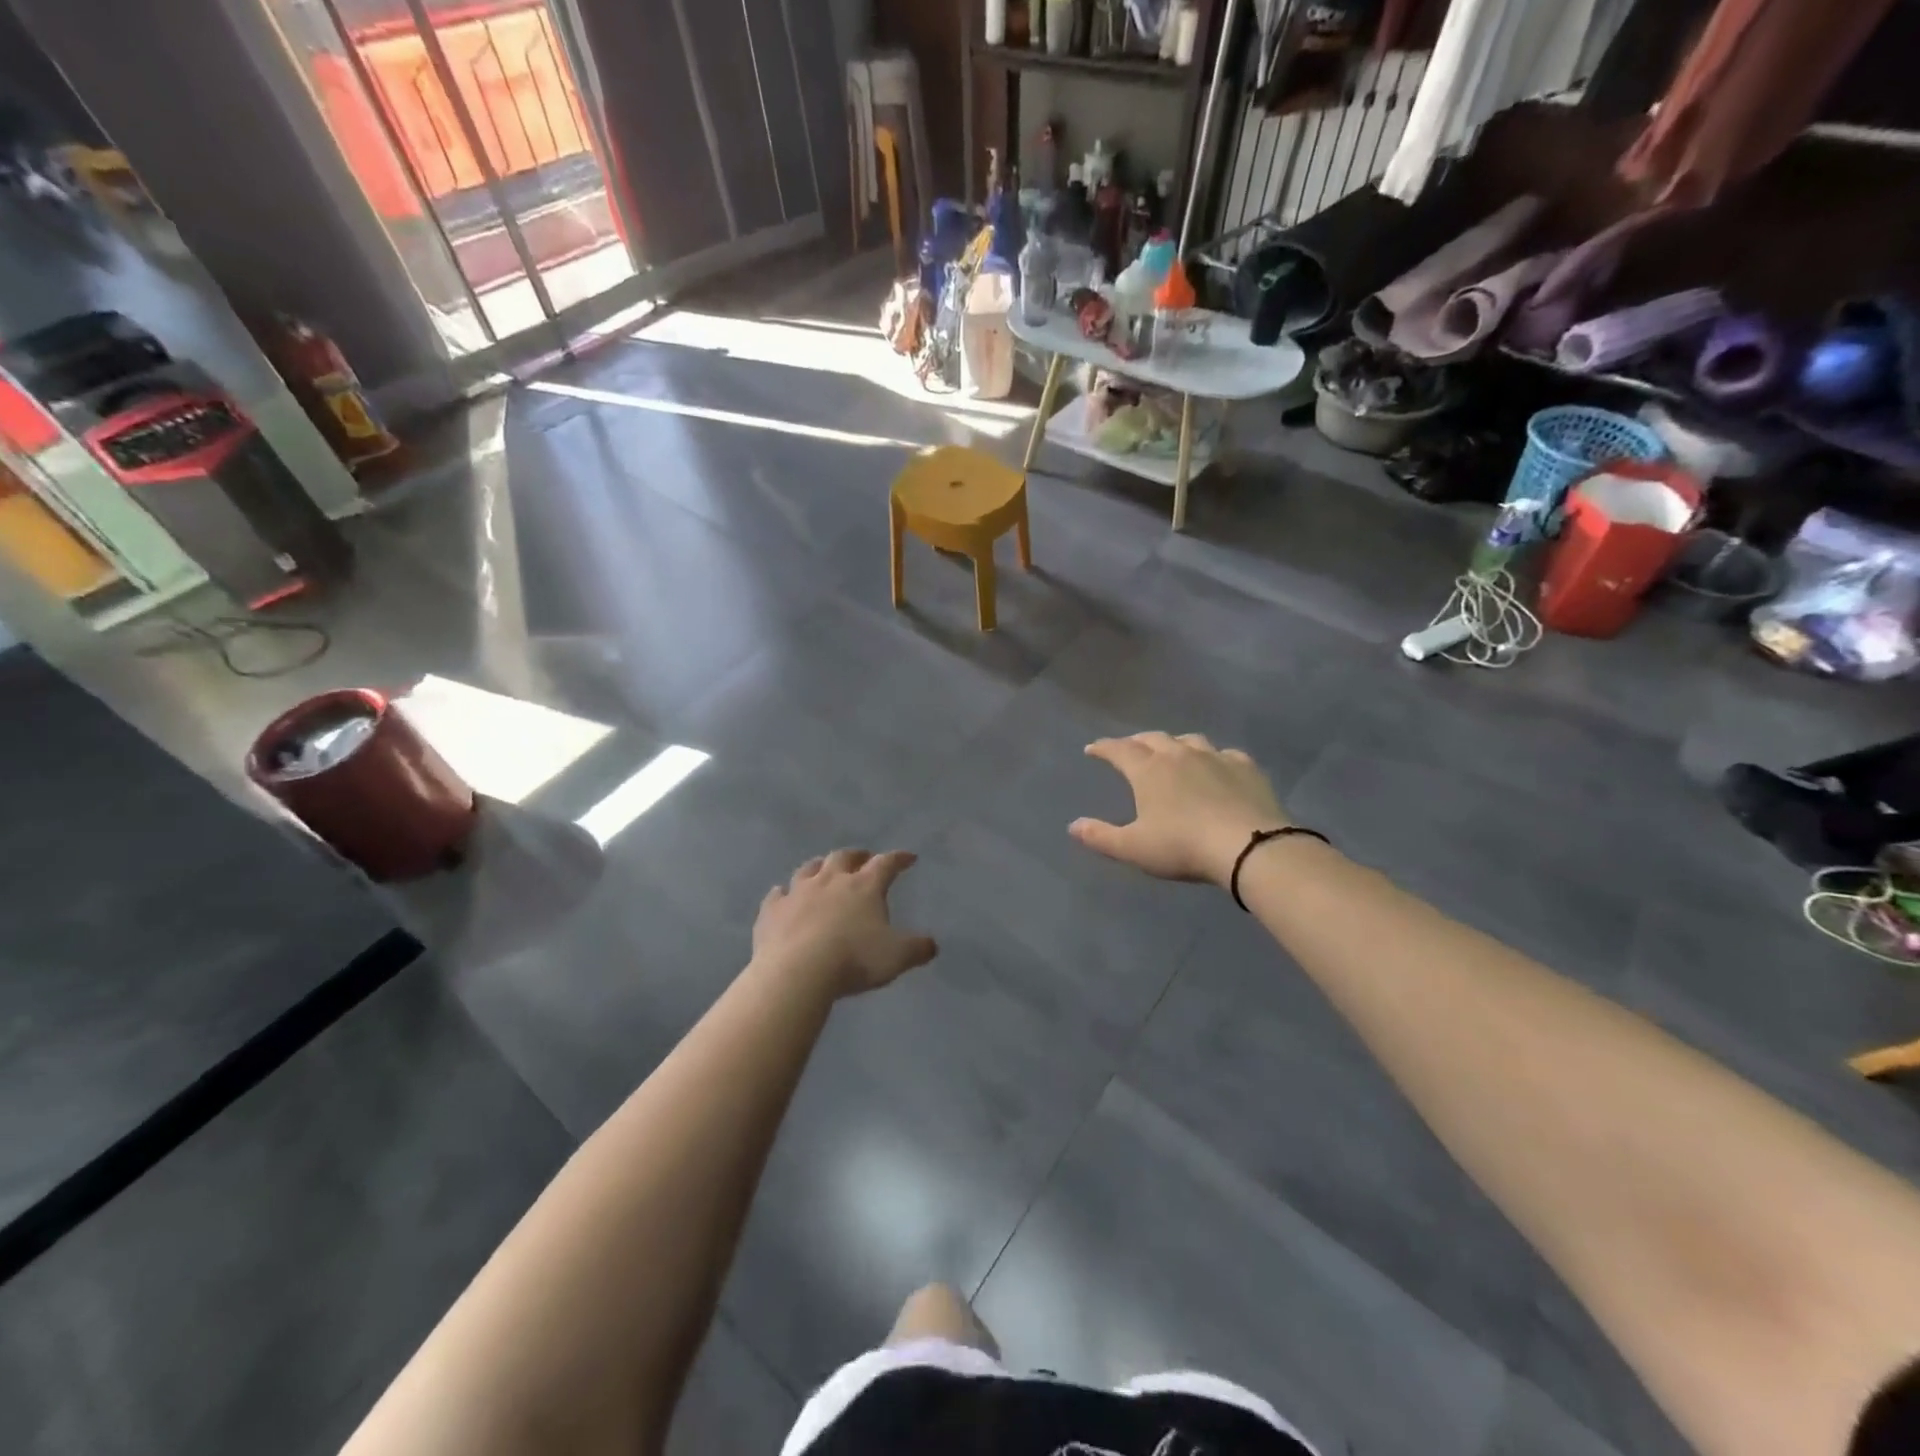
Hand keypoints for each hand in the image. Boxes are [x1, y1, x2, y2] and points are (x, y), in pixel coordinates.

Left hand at [753, 849, 937, 996]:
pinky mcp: (772, 911)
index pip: (886, 863)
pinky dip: (783, 893)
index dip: (899, 859)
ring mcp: (798, 892)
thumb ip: (917, 948)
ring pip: (809, 869)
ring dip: (819, 866)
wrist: (797, 972)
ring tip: (824, 869)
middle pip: (844, 857)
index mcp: (864, 886)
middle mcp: (831, 880)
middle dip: (856, 856)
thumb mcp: (896, 957)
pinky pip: (777, 895)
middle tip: (863, 858)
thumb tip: (931, 944)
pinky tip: (783, 895)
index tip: (908, 857)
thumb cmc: (854, 959)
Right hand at [1070, 732, 1286, 886]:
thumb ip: (1101, 836)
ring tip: (1171, 752)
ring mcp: (1215, 757)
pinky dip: (1213, 756)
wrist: (1248, 846)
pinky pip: (1224, 753)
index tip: (1092, 749)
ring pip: (1189, 740)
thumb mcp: (1134, 848)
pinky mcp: (1245, 767)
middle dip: (1136, 742)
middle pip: (1152, 738)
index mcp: (1148, 770)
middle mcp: (1179, 754)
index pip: (1119, 750)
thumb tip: (1073, 826)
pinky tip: (1216, 765)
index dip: (1103, 748)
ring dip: (1174, 743)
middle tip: (1129, 748)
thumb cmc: (1183, 846)